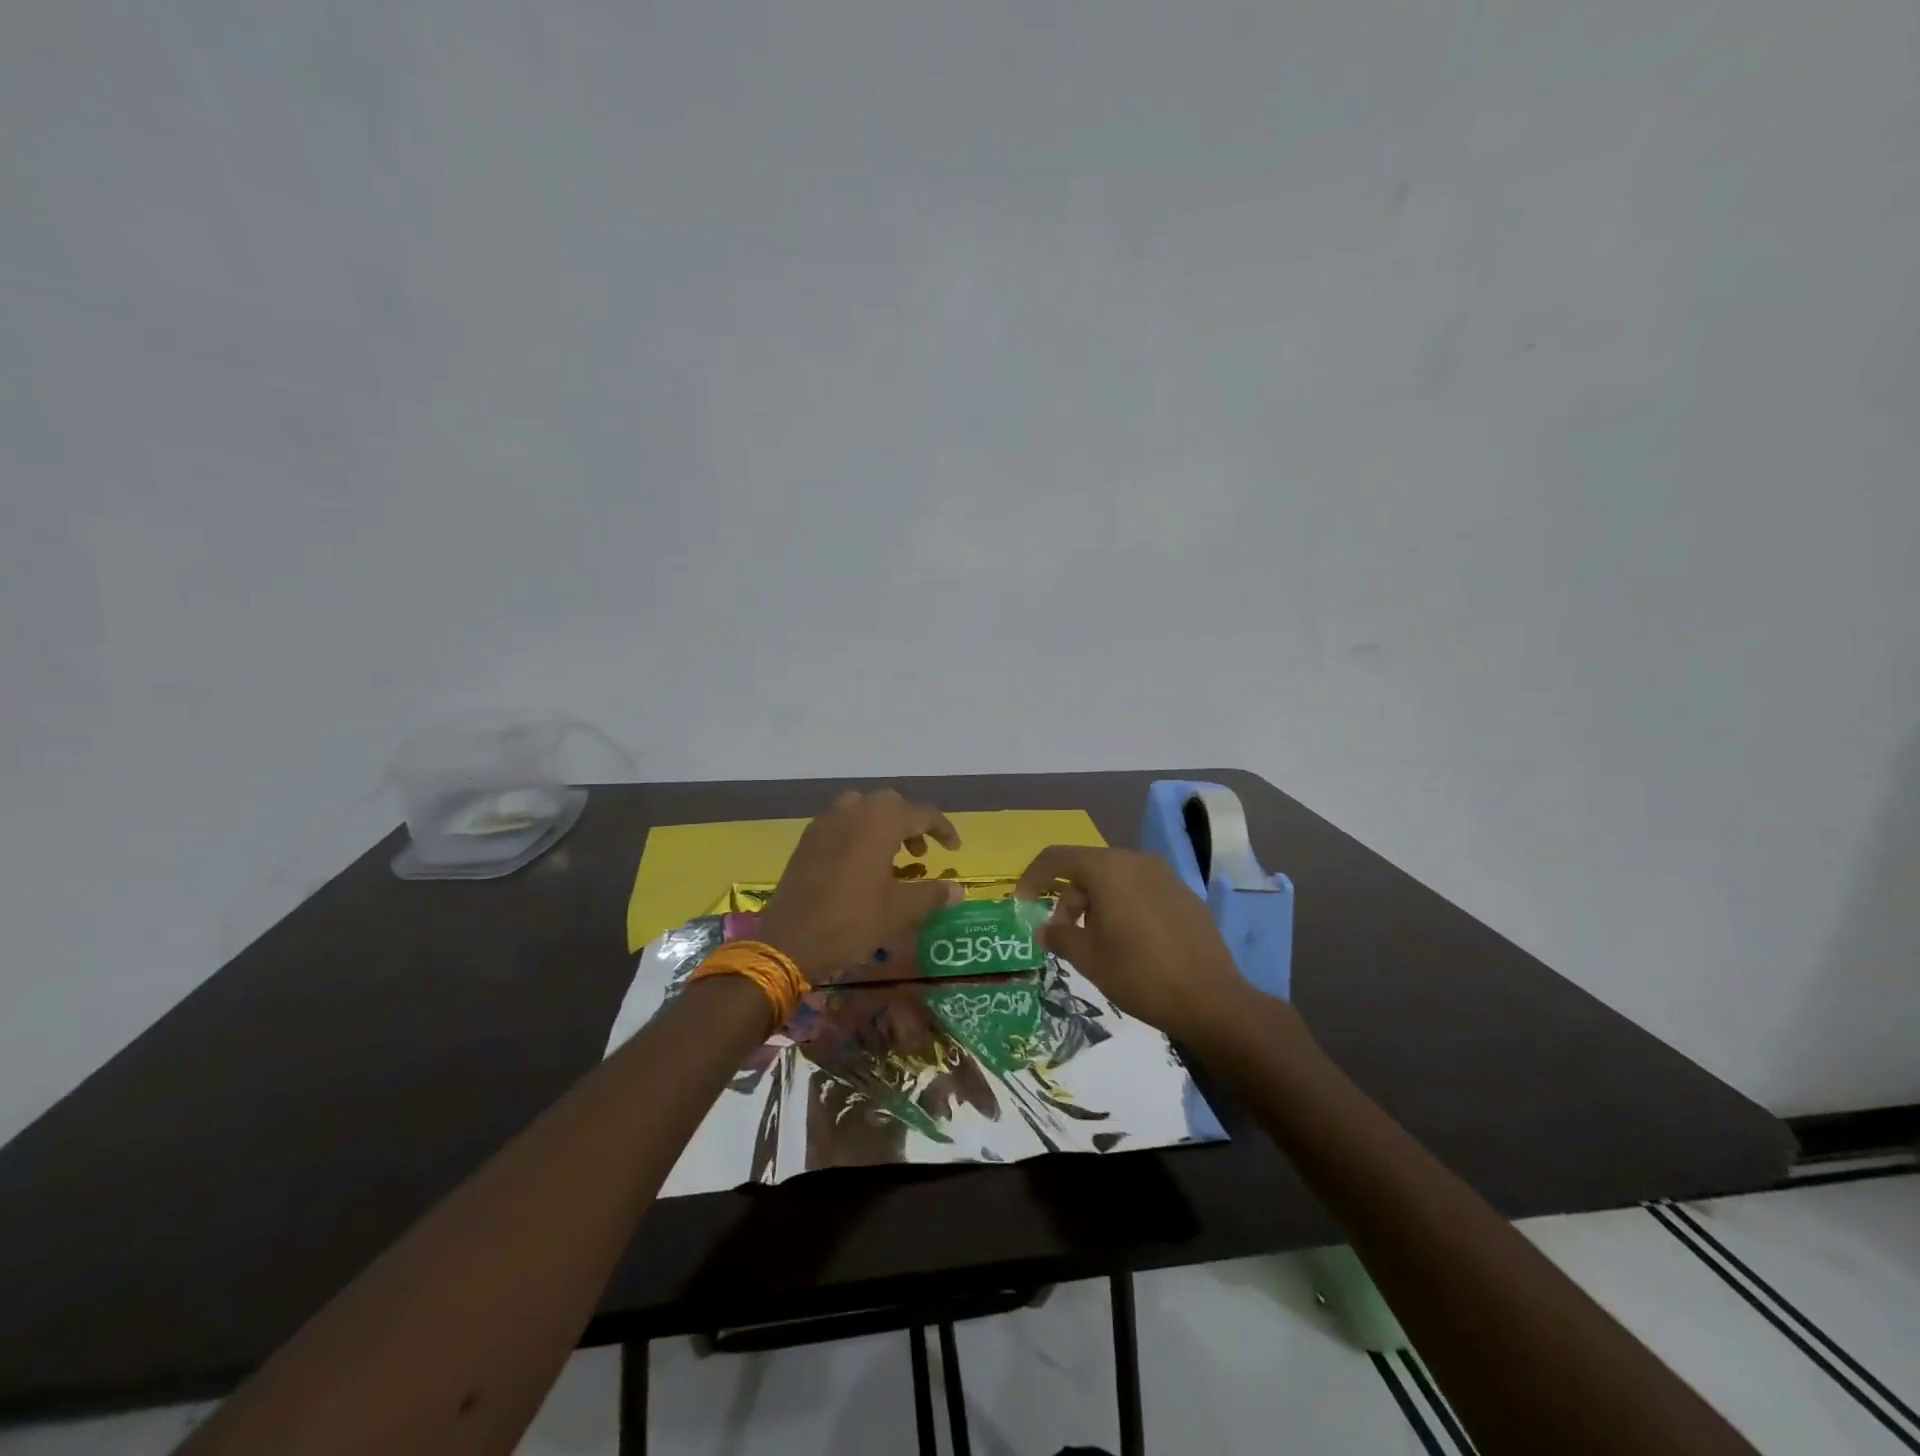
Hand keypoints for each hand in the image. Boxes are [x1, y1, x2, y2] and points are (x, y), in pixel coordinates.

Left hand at [757, 790, 964, 981]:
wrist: (789, 940)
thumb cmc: (851, 921)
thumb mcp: (899, 911)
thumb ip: (932, 894)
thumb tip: (957, 890)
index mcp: (880, 822)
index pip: (922, 813)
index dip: (943, 829)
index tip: (954, 849)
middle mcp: (853, 811)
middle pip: (891, 804)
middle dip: (911, 823)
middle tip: (920, 852)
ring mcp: (826, 822)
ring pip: (863, 808)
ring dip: (883, 825)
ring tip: (892, 857)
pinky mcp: (808, 838)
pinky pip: (841, 822)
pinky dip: (859, 832)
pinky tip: (861, 863)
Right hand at [1013, 845, 1266, 1045]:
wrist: (1211, 999)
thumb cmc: (1138, 974)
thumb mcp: (1088, 958)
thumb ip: (1059, 936)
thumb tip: (1044, 928)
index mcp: (1108, 869)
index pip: (1057, 858)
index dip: (1033, 877)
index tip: (1021, 903)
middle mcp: (1136, 861)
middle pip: (1088, 869)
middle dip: (1067, 898)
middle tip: (1061, 934)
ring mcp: (1165, 876)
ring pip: (1116, 880)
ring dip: (1096, 904)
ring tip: (1095, 942)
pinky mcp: (1185, 895)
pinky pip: (1142, 891)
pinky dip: (1124, 907)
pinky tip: (1129, 943)